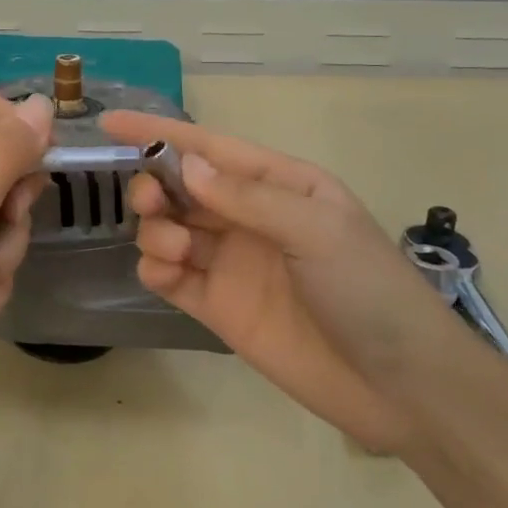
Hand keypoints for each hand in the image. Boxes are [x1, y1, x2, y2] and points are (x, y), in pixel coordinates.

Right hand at [100, 110, 462, 453]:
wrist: (398, 386)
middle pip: (181, 187)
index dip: (159, 132)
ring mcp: (231, 263)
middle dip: (155, 186)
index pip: (209, 148)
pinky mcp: (218, 307)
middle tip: (152, 203)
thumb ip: (248, 197)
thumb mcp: (316, 230)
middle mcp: (249, 217)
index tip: (109, 122)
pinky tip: (168, 274)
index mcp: (279, 184)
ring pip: (169, 229)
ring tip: (177, 251)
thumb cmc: (368, 290)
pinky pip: (169, 277)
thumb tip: (185, 167)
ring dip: (157, 230)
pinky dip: (156, 269)